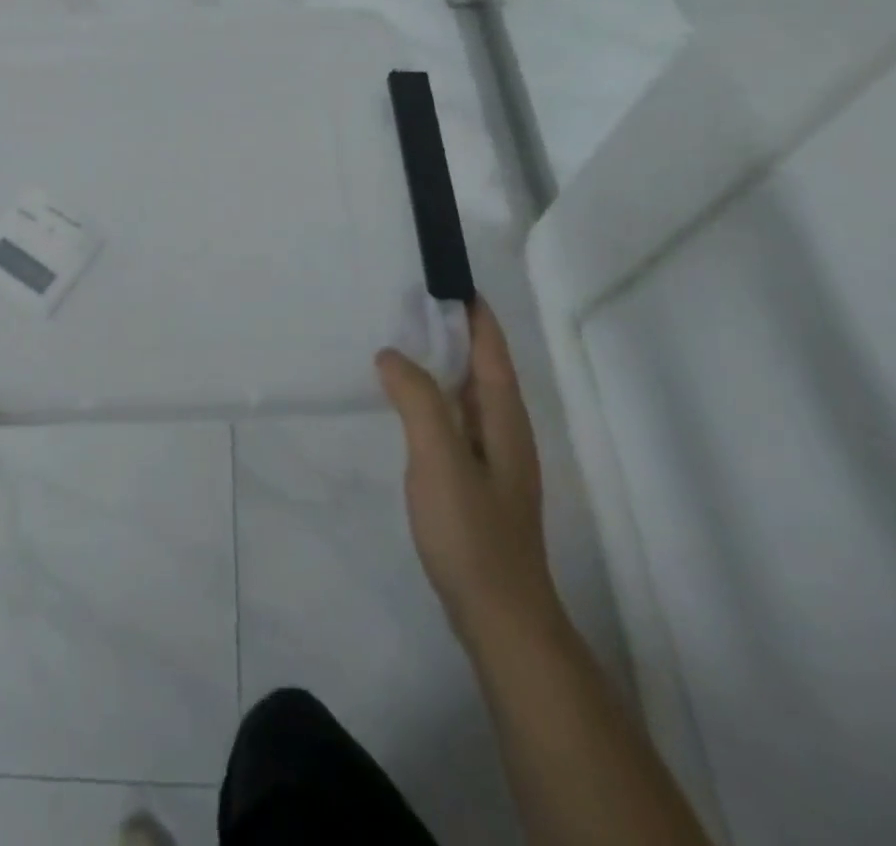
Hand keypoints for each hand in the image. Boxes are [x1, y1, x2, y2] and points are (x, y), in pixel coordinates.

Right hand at [376, 300, 559, 654]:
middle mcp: (504, 430)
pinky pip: (454, 419)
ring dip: (440, 363)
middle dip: (452, 330)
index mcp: (503, 416)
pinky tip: (405, 404)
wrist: (499, 617)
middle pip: (481, 365)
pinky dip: (432, 396)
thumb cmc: (472, 532)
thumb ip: (418, 400)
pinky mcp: (476, 482)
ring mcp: (492, 458)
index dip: (472, 310)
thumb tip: (392, 354)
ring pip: (466, 393)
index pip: (491, 347)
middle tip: (405, 303)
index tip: (442, 276)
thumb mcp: (440, 458)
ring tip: (399, 342)